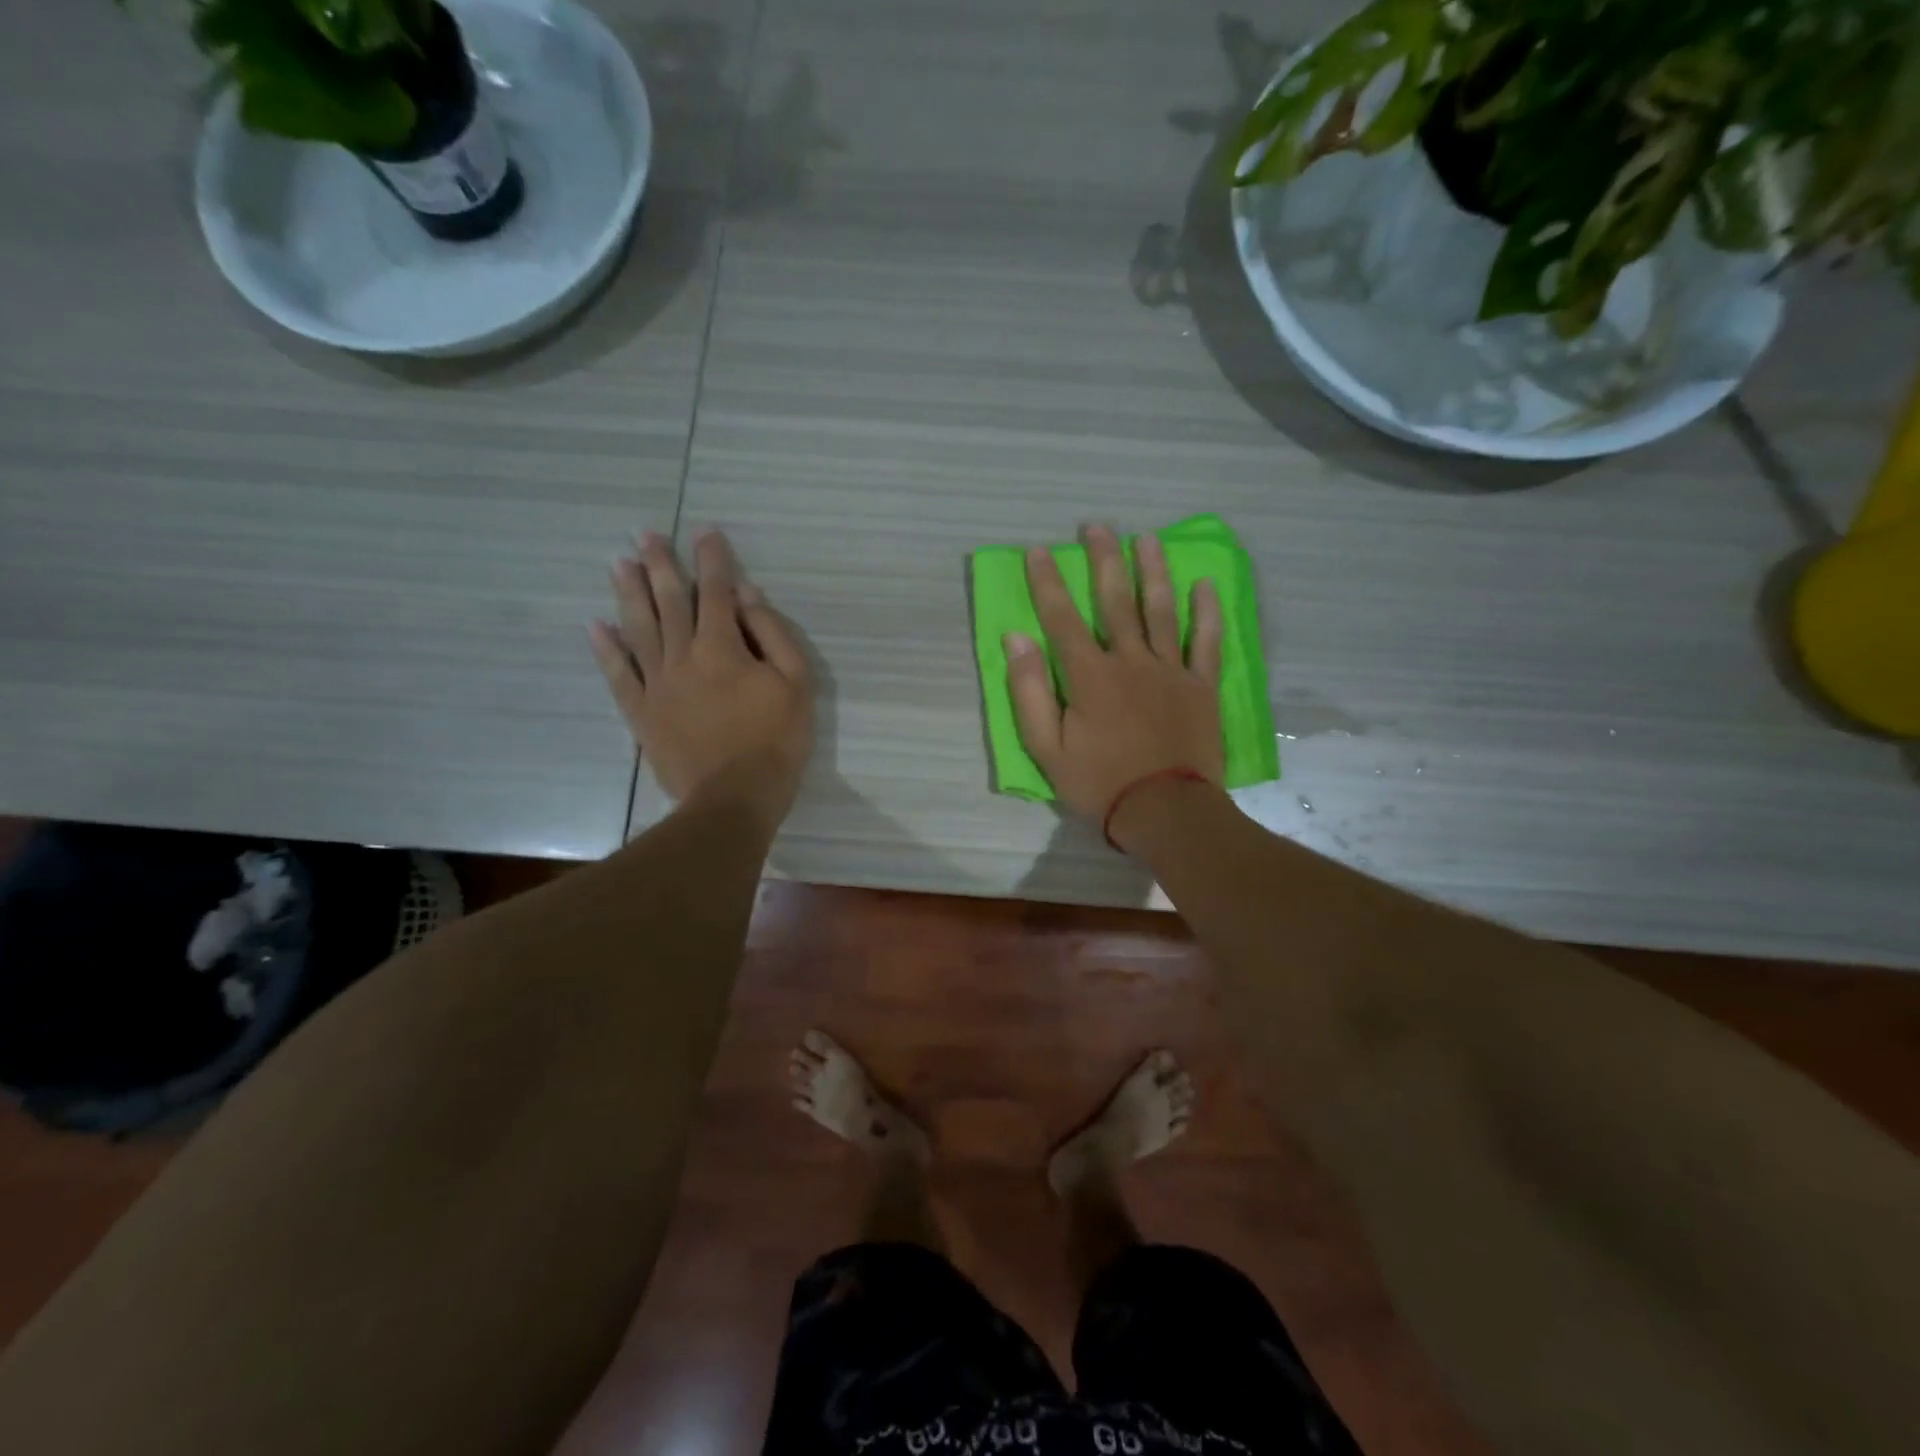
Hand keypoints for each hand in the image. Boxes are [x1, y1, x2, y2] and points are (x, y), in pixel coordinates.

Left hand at [590, 529, 814, 830]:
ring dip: (629, 593)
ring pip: (639, 629)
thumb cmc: (776, 740)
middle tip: (646, 535)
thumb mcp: (795, 684)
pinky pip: (619, 674)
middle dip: (660, 565)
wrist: (734, 798)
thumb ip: (773, 635)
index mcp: (723, 647)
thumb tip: (747, 596)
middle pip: (670, 602)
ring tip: (618, 563)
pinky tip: (596, 626)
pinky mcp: (642, 712)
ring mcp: (657, 684)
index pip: (716, 591)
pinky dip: (606, 649)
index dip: (712, 559)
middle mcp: (683, 656)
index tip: (705, 531)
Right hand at [1006, 524, 1224, 829]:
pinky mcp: (1201, 686)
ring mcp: (1170, 670)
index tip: (1039, 550)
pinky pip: (1205, 641)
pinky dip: (1205, 612)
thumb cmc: (1099, 782)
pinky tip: (1203, 585)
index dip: (1048, 582)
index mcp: (1089, 675)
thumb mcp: (1046, 747)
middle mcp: (1130, 660)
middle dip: (1104, 560)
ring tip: (1147, 538)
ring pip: (1161, 610)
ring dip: (1153, 571)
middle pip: (1115, 600)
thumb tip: (1016, 639)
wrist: (1165, 811)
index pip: (1062, 618)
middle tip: (1097, 526)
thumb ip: (1030, 691)